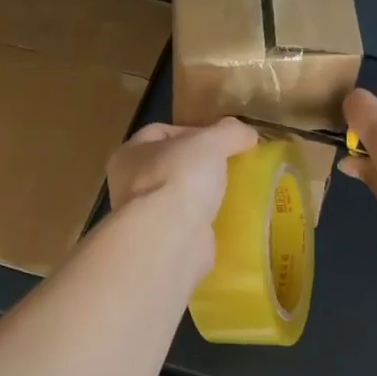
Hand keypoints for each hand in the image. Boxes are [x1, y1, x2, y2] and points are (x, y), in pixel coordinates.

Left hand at [107, 119, 257, 271]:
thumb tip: (247, 134)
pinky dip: (204, 224)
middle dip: (198, 166)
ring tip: (231, 194)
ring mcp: (143, 218)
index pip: (160, 132)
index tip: (221, 140)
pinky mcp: (160, 245)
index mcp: (130, 154)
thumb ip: (229, 132)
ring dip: (200, 197)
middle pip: (169, 166)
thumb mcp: (211, 142)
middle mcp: (129, 185)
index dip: (192, 131)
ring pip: (177, 199)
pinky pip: (186, 227)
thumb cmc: (180, 178)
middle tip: (229, 167)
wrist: (170, 238)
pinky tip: (226, 221)